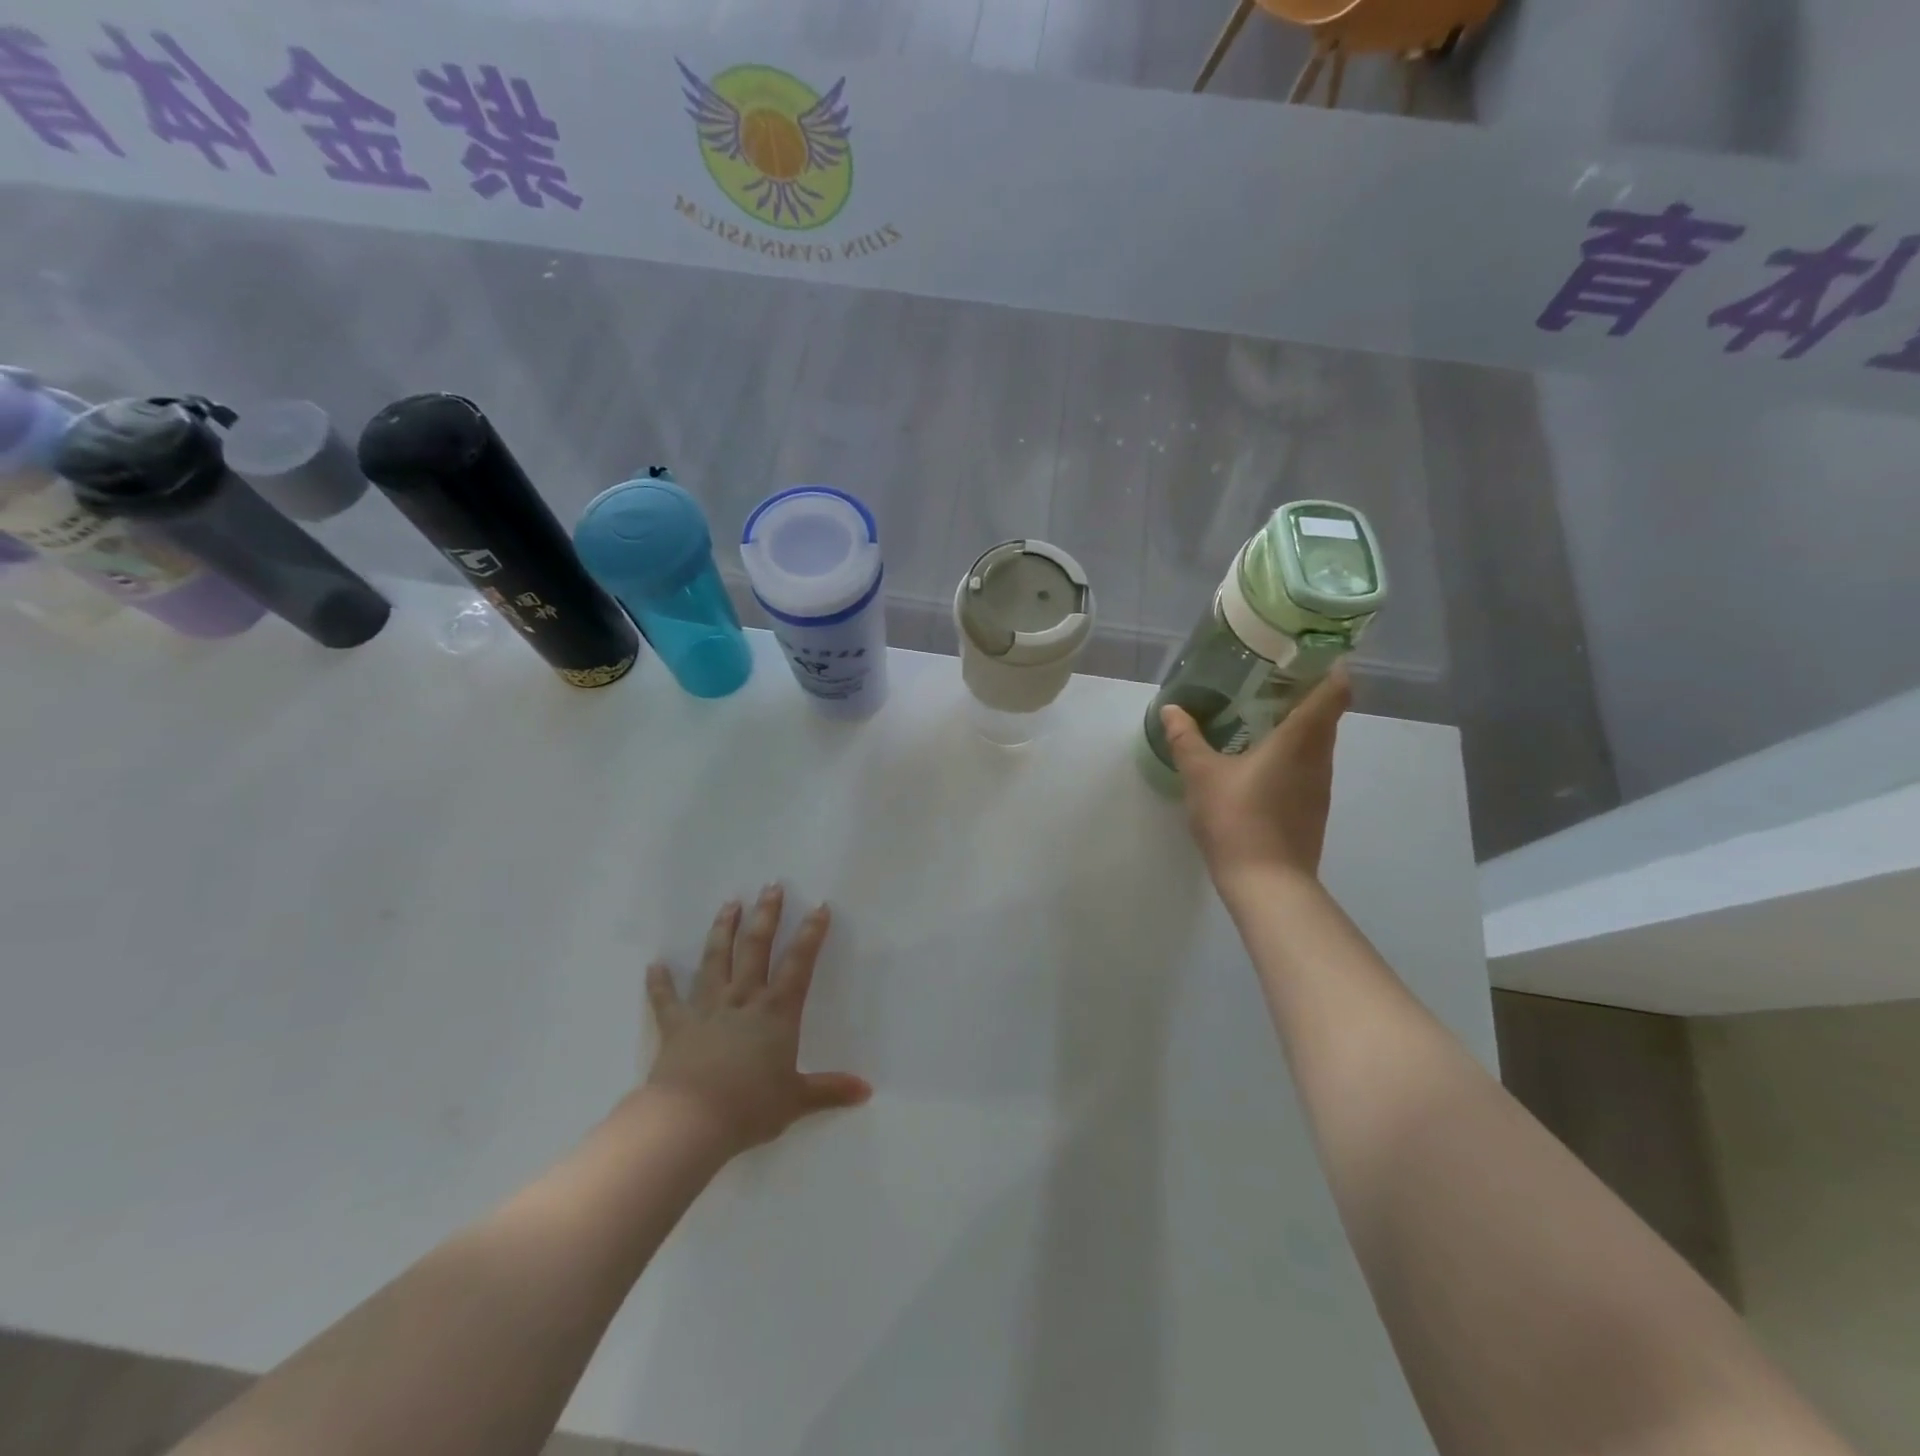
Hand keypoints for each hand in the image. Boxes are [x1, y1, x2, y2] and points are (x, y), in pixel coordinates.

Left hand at [640, 885, 870, 1156]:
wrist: (690, 1121)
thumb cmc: (749, 1107)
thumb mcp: (796, 1100)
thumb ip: (830, 1090)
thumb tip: (867, 1091)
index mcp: (776, 1012)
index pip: (798, 963)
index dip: (811, 934)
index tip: (819, 907)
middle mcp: (743, 1000)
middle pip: (755, 947)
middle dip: (765, 915)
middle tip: (771, 886)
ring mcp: (707, 1009)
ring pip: (715, 960)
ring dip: (722, 930)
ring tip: (728, 904)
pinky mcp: (677, 1026)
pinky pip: (666, 1000)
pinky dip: (660, 983)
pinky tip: (654, 965)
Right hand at [1159, 667, 1349, 893]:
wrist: (1267, 883)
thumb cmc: (1236, 819)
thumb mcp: (1201, 775)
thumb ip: (1186, 739)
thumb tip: (1172, 709)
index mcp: (1300, 739)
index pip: (1335, 691)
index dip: (1330, 667)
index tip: (1308, 654)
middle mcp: (1319, 757)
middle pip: (1327, 713)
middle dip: (1304, 693)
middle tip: (1267, 679)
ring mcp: (1320, 786)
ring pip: (1317, 742)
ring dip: (1297, 725)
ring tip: (1259, 716)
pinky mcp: (1313, 808)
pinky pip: (1308, 766)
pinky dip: (1291, 753)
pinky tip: (1259, 761)